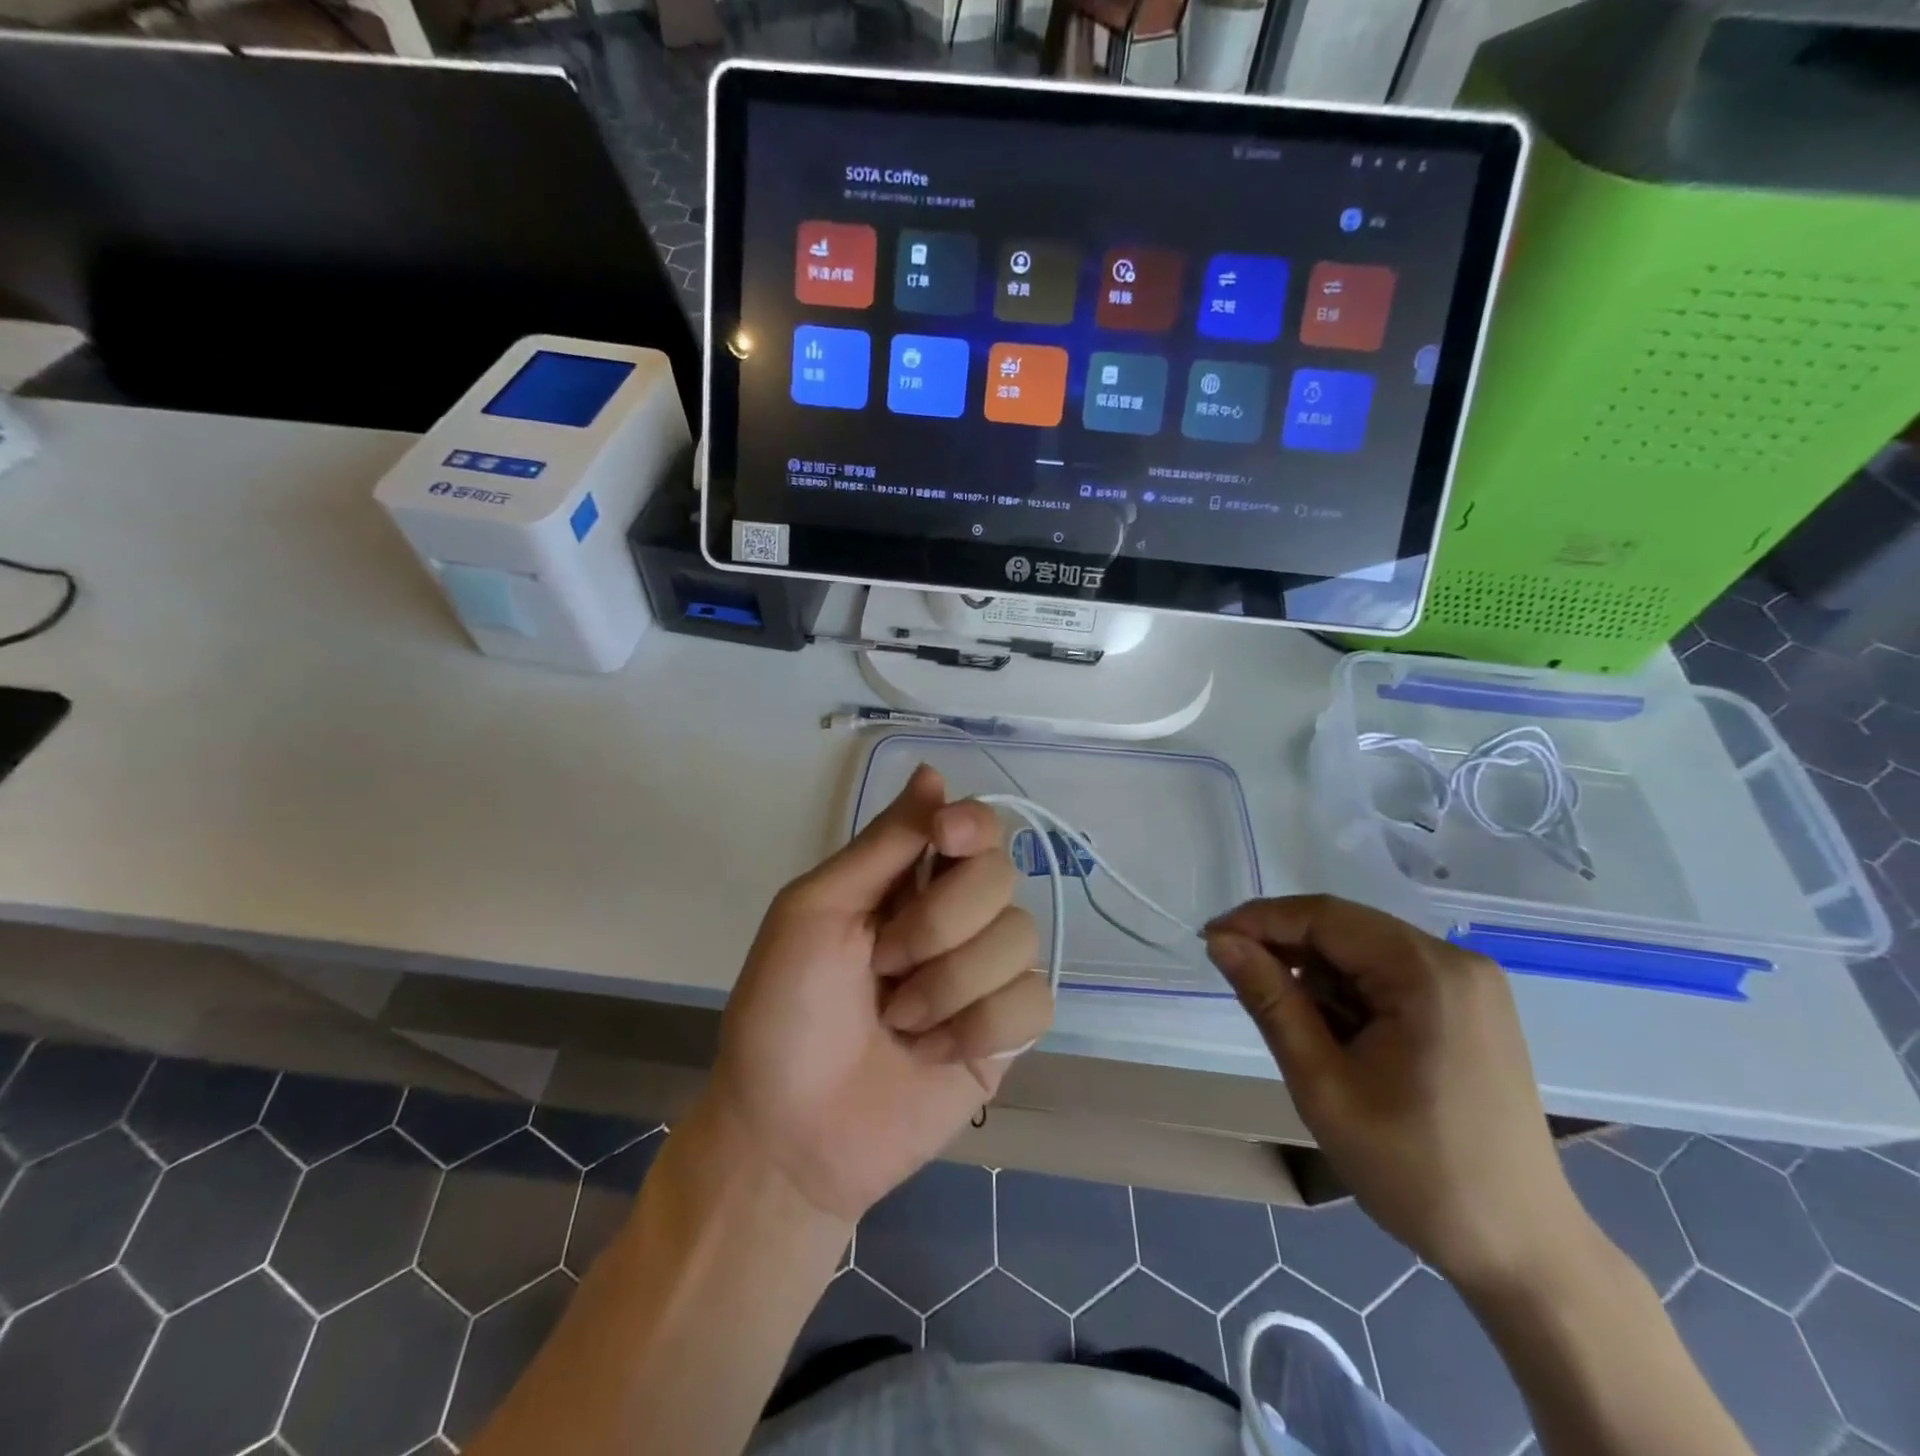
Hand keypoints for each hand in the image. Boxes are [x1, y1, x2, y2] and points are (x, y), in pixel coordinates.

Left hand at [702, 765, 1051, 1224]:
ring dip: (950, 984)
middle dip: (940, 922)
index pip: (972, 825)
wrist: (791, 1134)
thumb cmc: (783, 1011)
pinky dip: (979, 1027)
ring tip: (900, 1021)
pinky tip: (934, 1053)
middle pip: (1001, 875)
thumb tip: (933, 772)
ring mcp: (984, 975)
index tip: (947, 840)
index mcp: (906, 881)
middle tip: (885, 964)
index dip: (971, 824)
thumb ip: (881, 845)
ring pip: (1020, 938)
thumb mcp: (815, 911)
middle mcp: (955, 917)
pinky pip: (1033, 1002)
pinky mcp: (1006, 1033)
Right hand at [1205, 896, 1586, 1292]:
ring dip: (1317, 977)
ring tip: (1298, 1030)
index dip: (1259, 920)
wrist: (1520, 1252)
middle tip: (1237, 980)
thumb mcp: (1322, 1083)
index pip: (1324, 916)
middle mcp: (1455, 961)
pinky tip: (1337, 1036)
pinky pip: (1389, 975)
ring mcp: (1469, 984)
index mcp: (1427, 972)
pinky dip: (1349, 994)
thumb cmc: (1413, 1169)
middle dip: (1286, 949)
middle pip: (1346, 928)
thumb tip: (1220, 940)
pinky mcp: (1470, 1008)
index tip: (1209, 941)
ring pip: (1364, 951)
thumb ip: (1269, 999)